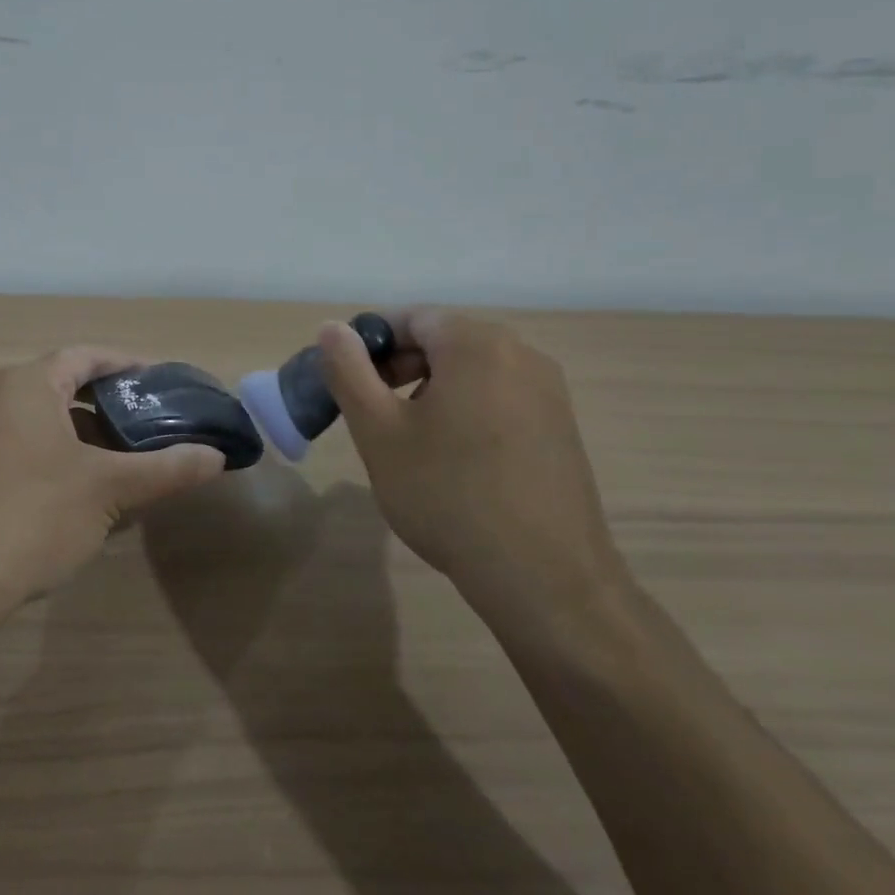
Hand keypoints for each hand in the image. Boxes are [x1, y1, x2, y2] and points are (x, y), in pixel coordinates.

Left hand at [0, 347, 226, 623]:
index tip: (161, 382)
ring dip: (83, 433)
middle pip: (63, 386)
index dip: (127, 364)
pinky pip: (22, 446)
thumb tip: (217, 458)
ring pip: (42, 420)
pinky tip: (81, 491)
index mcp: (27, 385)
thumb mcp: (110, 489)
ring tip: (123, 458)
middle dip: (108, 403)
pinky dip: (57, 456)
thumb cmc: (36, 516)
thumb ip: (167, 469)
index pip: (85, 355)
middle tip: (149, 422)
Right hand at [317, 310, 633, 644]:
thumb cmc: (447, 494)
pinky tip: (452, 459)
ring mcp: (549, 392)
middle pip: (444, 340)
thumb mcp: (379, 432)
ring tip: (408, 440)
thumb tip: (333, 328)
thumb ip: (349, 371)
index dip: (370, 343)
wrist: (543, 576)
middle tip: (371, 413)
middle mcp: (522, 354)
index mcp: (476, 344)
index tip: (347, 383)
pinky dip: (466, 411)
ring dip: (430, 390)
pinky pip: (500, 397)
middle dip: (399, 367)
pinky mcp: (561, 427)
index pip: (411, 318)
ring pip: (472, 371)